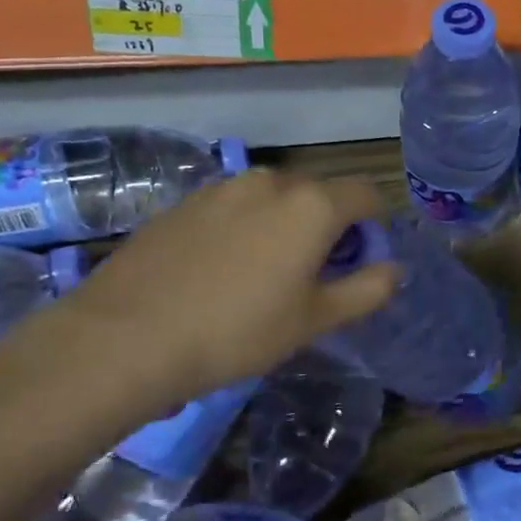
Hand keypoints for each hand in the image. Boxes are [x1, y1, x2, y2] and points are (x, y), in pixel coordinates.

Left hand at [0, 170, 398, 434]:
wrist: (124, 338)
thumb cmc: (237, 331)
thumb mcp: (314, 320)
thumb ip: (366, 290)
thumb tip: (395, 268)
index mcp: (311, 204)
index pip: (365, 194)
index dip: (376, 222)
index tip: (368, 256)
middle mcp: (269, 181)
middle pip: (318, 194)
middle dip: (329, 226)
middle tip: (318, 274)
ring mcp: (220, 188)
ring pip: (273, 200)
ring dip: (285, 225)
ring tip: (267, 275)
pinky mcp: (182, 204)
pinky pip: (233, 209)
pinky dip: (244, 229)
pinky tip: (221, 272)